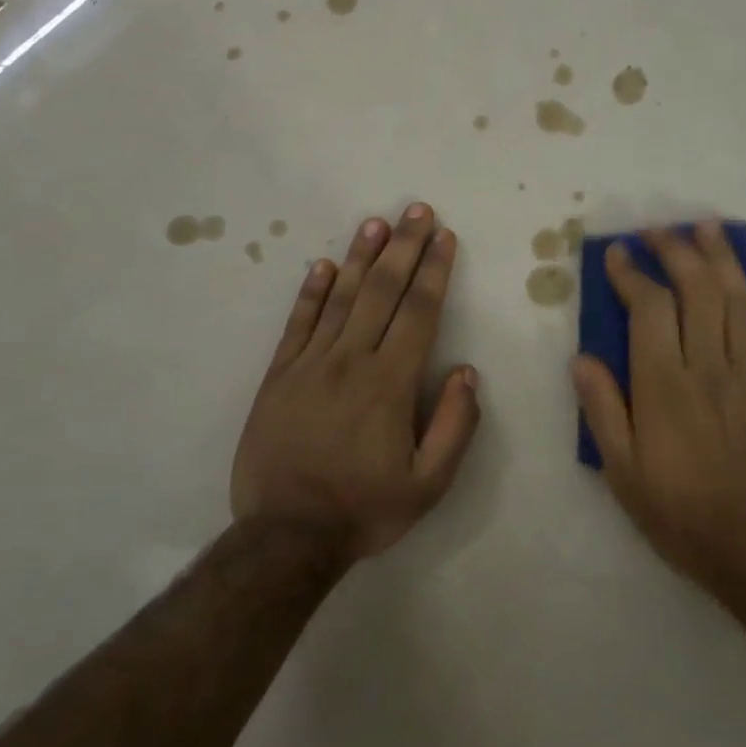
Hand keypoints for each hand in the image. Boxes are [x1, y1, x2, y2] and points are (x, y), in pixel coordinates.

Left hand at [232, 203, 480, 562]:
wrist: (286, 536)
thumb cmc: (364, 509)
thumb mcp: (428, 485)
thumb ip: (454, 426)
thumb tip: (466, 372)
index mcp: (390, 383)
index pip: (419, 312)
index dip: (434, 270)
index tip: (444, 237)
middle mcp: (351, 361)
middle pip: (383, 291)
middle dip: (404, 247)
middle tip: (416, 210)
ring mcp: (310, 364)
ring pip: (341, 297)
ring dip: (362, 257)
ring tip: (377, 223)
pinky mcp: (279, 376)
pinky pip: (298, 323)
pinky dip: (312, 292)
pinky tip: (324, 265)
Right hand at [572, 220, 745, 603]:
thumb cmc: (683, 515)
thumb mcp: (623, 474)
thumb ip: (602, 411)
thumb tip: (581, 358)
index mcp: (665, 387)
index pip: (649, 310)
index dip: (632, 274)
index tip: (617, 253)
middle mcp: (709, 368)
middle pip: (696, 291)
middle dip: (676, 251)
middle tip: (658, 230)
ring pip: (738, 301)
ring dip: (723, 257)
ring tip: (708, 226)